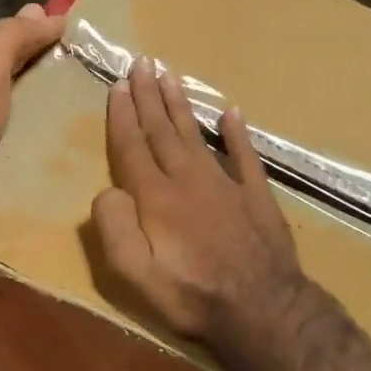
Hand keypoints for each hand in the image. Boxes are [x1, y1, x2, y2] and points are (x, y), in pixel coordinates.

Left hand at [0, 3, 65, 225]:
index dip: (34, 32)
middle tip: (75, 68)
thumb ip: (11, 38)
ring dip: (27, 97)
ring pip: (1, 102)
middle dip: (33, 63)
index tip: (71, 34)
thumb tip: (42, 11)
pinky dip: (18, 126)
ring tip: (64, 105)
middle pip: (2, 69)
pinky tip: (35, 138)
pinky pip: (0, 132)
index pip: (5, 39)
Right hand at [92, 57, 314, 357]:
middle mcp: (188, 178)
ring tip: (170, 75)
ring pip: (196, 133)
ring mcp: (224, 183)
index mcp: (156, 196)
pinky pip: (243, 154)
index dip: (123, 115)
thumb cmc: (192, 294)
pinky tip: (230, 112)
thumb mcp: (135, 274)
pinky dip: (236, 132)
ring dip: (180, 104)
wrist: (262, 308)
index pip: (133, 146)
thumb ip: (115, 227)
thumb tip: (108, 190)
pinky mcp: (255, 194)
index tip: (119, 85)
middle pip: (162, 130)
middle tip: (142, 62)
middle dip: (149, 95)